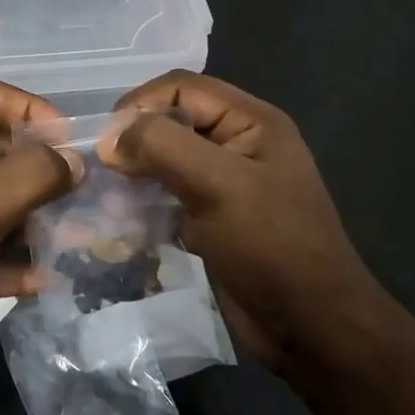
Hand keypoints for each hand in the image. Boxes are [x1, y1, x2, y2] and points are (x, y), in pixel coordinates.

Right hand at [99, 72, 380, 367]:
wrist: (311, 326)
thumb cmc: (271, 246)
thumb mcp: (218, 185)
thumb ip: (163, 146)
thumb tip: (111, 139)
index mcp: (252, 121)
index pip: (182, 87)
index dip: (140, 104)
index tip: (107, 142)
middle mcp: (239, 143)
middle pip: (172, 121)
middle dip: (134, 141)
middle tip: (103, 173)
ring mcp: (227, 182)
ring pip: (167, 160)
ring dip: (136, 174)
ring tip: (110, 200)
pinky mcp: (214, 217)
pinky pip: (171, 195)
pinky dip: (146, 202)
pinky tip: (124, 221)